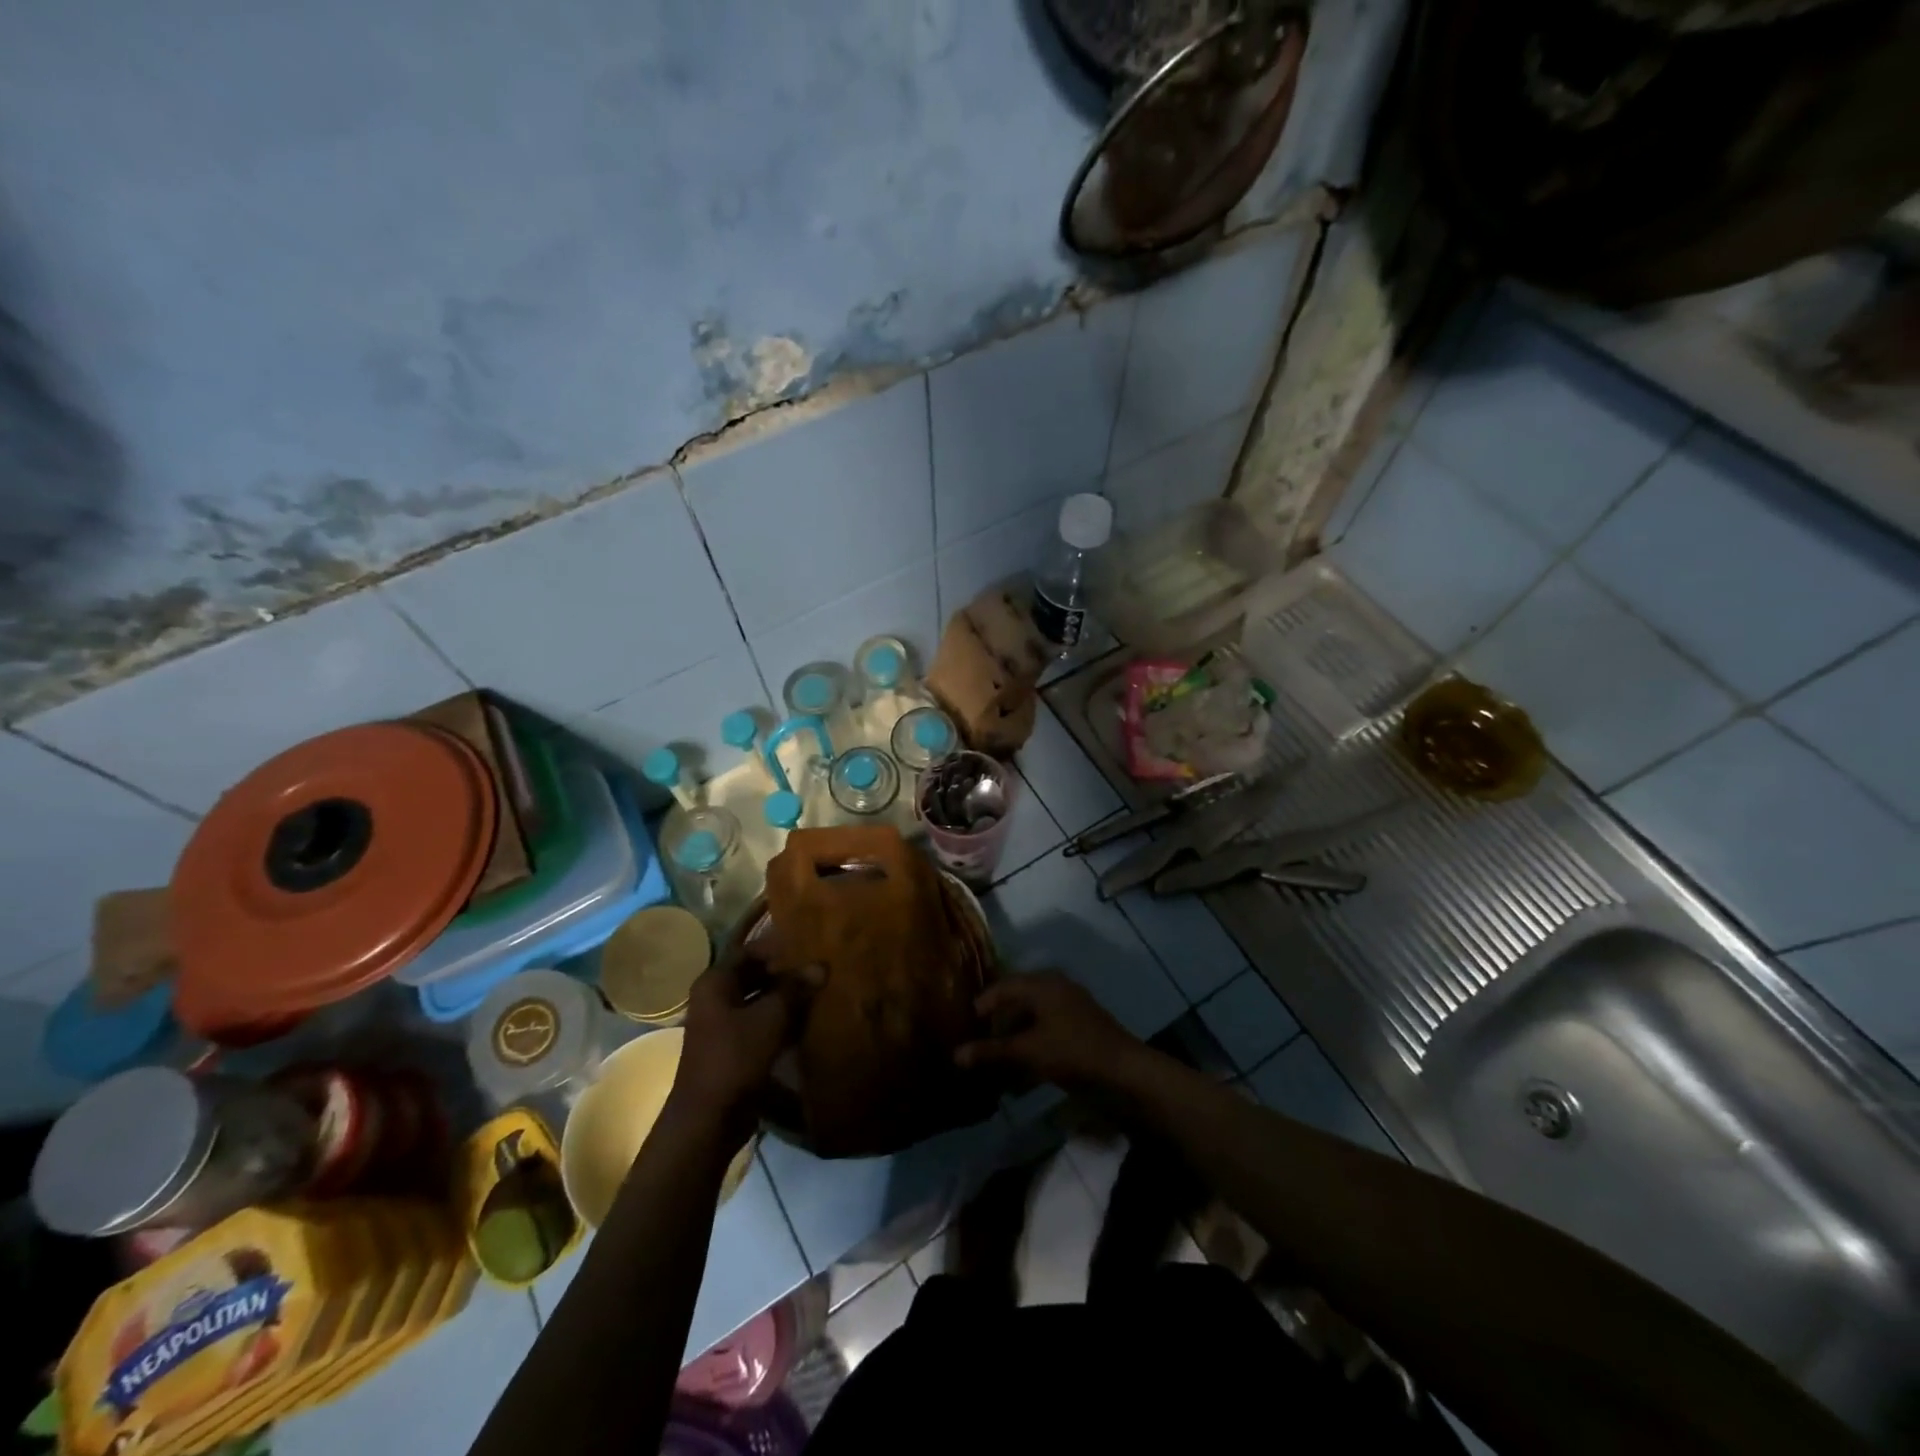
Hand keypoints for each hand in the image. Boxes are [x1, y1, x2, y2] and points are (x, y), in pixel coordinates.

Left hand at [669, 945, 819, 1145]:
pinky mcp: (734, 1049)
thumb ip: (795, 988)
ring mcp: (723, 1025)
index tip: (809, 943)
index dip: (778, 946)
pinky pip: (761, 1024)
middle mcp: (716, 999)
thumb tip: (822, 964)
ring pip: (759, 1001)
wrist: (709, 1119)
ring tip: (821, 989)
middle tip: (820, 966)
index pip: (750, 951)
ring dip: (786, 997)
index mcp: (715, 982)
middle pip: (755, 975)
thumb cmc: (735, 1057)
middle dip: (786, 972)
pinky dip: (782, 1020)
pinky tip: (809, 1019)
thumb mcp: (771, 1017)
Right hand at [954, 972, 1145, 1092]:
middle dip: (997, 1023)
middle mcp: (1056, 989)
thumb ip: (992, 1051)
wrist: (1125, 1074)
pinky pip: (1046, 1034)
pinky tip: (1019, 1076)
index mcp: (1043, 984)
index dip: (983, 1004)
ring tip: (994, 1061)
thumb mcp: (1028, 1051)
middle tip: (977, 1042)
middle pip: (1018, 1002)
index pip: (1004, 986)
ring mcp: (1070, 1010)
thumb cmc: (1072, 1051)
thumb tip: (955, 1055)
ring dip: (1013, 1040)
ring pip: (1032, 1020)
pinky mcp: (1079, 1032)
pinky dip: (1030, 1049)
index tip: (965, 1024)